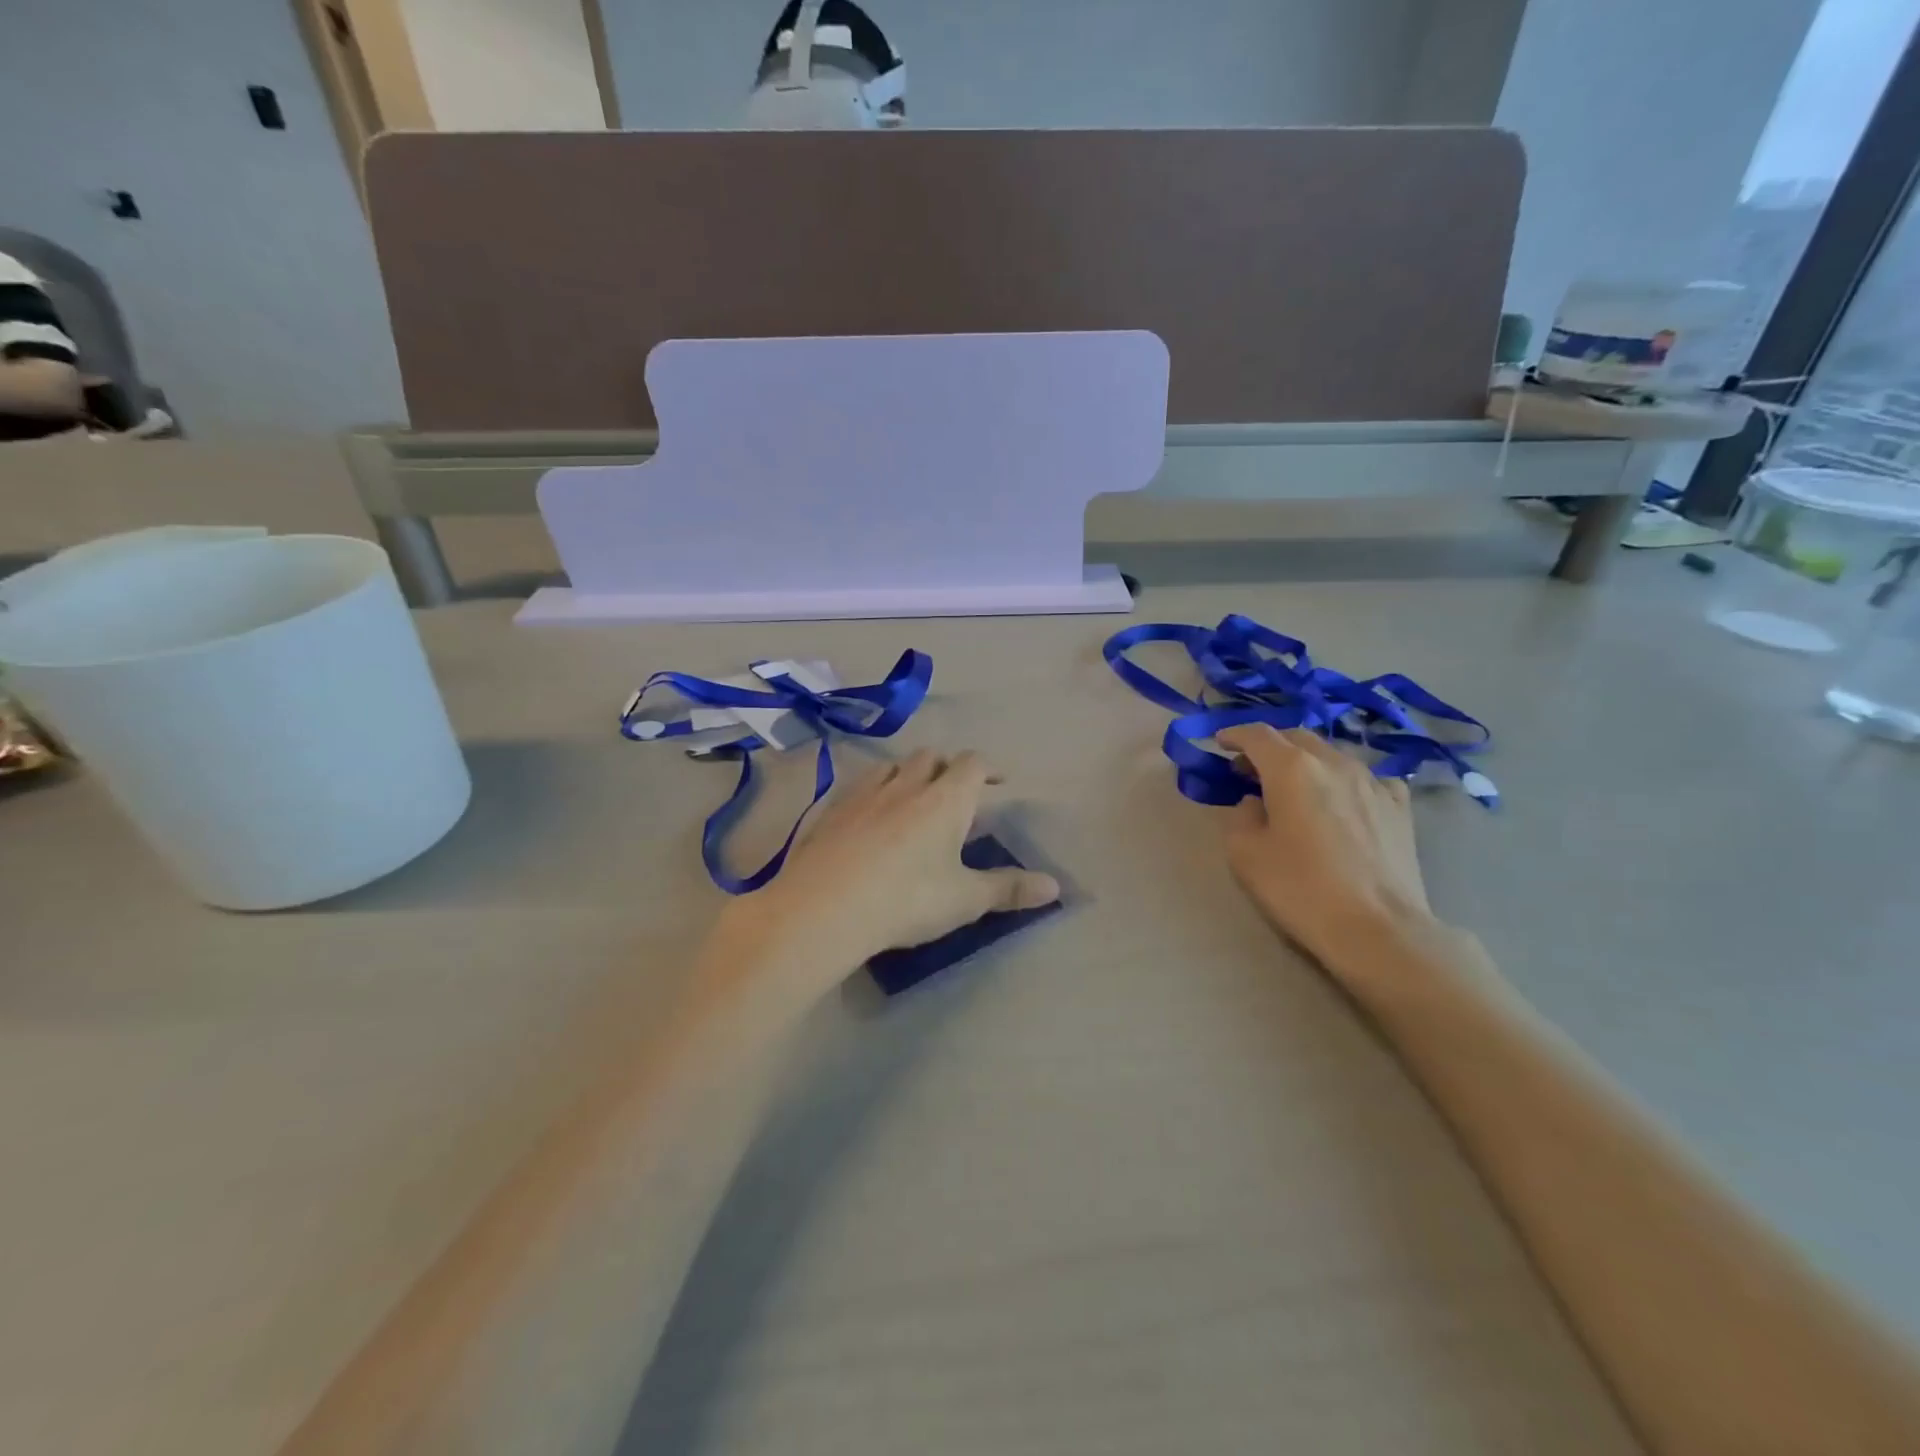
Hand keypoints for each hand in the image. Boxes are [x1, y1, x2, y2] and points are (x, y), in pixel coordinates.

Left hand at [716, 749, 1060, 994]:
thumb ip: (1009, 889)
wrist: (825, 906)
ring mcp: (865, 793)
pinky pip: (859, 786)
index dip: (987, 768)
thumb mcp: (965, 899)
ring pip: (892, 766)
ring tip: (912, 796)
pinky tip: (868, 816)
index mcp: (946, 799)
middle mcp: (906, 784)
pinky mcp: (832, 810)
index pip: (972, 764)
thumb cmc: (907, 899)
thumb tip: (1055, 887)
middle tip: (954, 790)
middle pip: (931, 756)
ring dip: (907, 773)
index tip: (997, 781)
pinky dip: (873, 791)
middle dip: (947, 766)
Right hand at [1216, 725, 1430, 969]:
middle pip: (1296, 737)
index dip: (1234, 734)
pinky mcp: (1399, 806)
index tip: (1219, 743)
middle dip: (1269, 746)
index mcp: (1291, 768)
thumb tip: (1254, 802)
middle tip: (1249, 769)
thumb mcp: (1245, 854)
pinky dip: (1345, 779)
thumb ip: (1240, 816)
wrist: (1378, 928)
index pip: (1257, 734)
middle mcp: (1333, 762)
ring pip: (1331, 754)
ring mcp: (1372, 781)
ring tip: (1293, 785)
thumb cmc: (1301, 889)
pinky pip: (1367, 777)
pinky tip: (1343, 799)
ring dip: (1305, 761)